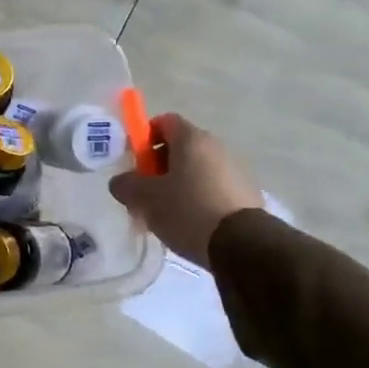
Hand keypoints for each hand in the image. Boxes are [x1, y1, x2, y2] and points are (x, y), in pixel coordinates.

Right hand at [109, 113, 262, 268]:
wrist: (241, 245)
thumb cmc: (187, 211)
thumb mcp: (144, 199)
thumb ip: (125, 185)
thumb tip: (122, 182)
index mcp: (192, 139)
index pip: (164, 121)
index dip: (144, 137)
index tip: (135, 163)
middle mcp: (217, 146)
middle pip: (180, 148)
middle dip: (158, 167)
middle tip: (145, 193)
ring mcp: (236, 170)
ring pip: (196, 170)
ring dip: (178, 185)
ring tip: (166, 214)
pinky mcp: (246, 193)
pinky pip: (212, 188)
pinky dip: (197, 198)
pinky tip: (189, 223)